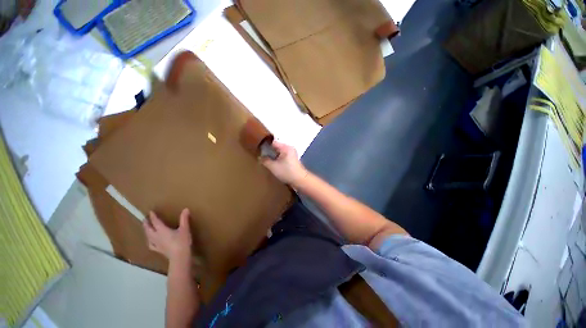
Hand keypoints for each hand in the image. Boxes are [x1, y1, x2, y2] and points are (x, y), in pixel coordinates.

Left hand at [143, 209, 191, 260]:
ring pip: (148, 236)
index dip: (153, 217)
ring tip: (146, 228)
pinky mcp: (158, 250)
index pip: (155, 222)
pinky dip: (149, 241)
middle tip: (144, 219)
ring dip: (146, 231)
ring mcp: (156, 244)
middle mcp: (156, 236)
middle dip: (146, 224)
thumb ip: (184, 219)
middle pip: (149, 229)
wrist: (179, 256)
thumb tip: (185, 209)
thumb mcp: (185, 229)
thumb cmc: (182, 241)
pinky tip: (150, 241)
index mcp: (162, 230)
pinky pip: (150, 244)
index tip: (150, 212)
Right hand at [262, 141, 308, 186]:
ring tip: (266, 160)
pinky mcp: (292, 159)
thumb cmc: (286, 172)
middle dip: (269, 151)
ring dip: (273, 156)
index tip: (258, 151)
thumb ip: (265, 160)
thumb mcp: (273, 167)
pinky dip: (278, 158)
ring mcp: (292, 153)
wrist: (300, 180)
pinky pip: (282, 156)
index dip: (265, 146)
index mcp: (286, 147)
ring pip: (279, 152)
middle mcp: (289, 148)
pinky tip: (274, 163)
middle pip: (276, 147)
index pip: (273, 142)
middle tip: (261, 156)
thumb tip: (260, 157)